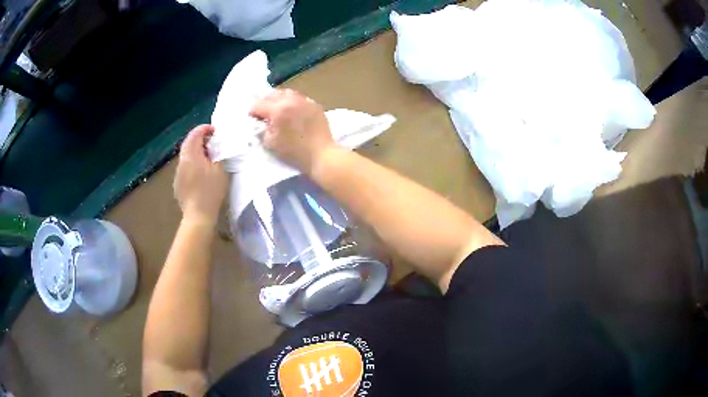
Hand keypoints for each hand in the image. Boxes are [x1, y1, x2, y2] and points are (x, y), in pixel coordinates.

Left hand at [174, 125, 227, 225]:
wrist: (198, 216)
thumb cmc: (211, 191)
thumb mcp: (219, 169)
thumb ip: (217, 154)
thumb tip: (215, 147)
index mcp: (190, 155)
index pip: (195, 134)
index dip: (205, 129)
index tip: (215, 131)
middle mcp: (181, 162)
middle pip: (188, 144)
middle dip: (200, 140)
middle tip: (213, 143)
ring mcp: (178, 174)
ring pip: (186, 157)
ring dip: (196, 153)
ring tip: (208, 158)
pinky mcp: (178, 185)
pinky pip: (185, 169)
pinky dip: (192, 165)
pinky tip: (200, 174)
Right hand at [249, 89, 337, 173]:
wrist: (321, 154)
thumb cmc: (294, 152)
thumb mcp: (271, 142)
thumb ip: (263, 128)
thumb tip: (262, 121)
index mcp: (278, 110)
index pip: (258, 104)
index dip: (253, 112)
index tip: (254, 119)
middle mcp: (291, 100)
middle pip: (271, 94)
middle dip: (264, 102)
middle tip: (264, 113)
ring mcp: (304, 100)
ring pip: (286, 93)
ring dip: (278, 100)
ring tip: (278, 110)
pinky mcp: (314, 104)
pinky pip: (299, 98)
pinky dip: (292, 102)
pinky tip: (293, 112)